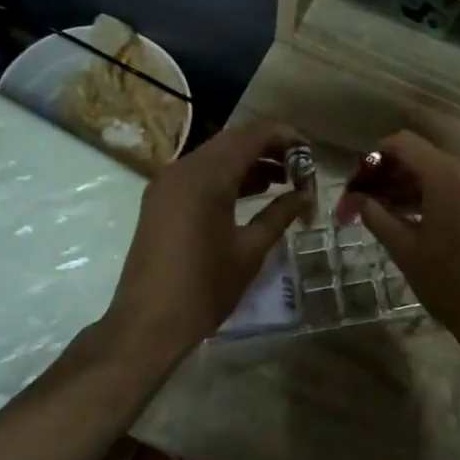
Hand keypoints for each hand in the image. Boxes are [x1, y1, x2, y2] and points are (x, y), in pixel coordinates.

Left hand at [104, 121, 308, 359]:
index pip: (253, 135)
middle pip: (234, 141)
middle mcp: (183, 168)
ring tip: (285, 182)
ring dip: (250, 163)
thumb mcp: (250, 250)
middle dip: (270, 150)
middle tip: (301, 171)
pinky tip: (253, 195)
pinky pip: (200, 174)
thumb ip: (280, 213)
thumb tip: (305, 195)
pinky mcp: (161, 200)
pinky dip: (228, 177)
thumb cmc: (204, 288)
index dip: (286, 138)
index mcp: (206, 176)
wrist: (147, 324)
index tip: (312, 156)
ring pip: (216, 156)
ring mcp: (167, 183)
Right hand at [344, 132, 459, 352]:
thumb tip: (357, 198)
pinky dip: (440, 190)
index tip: (360, 178)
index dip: (377, 156)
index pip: (404, 144)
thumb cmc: (447, 282)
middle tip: (369, 198)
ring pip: (443, 168)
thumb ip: (376, 214)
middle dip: (394, 173)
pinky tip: (422, 214)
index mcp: (448, 175)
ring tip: (390, 209)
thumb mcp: (403, 248)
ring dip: (416, 183)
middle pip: (424, 155)